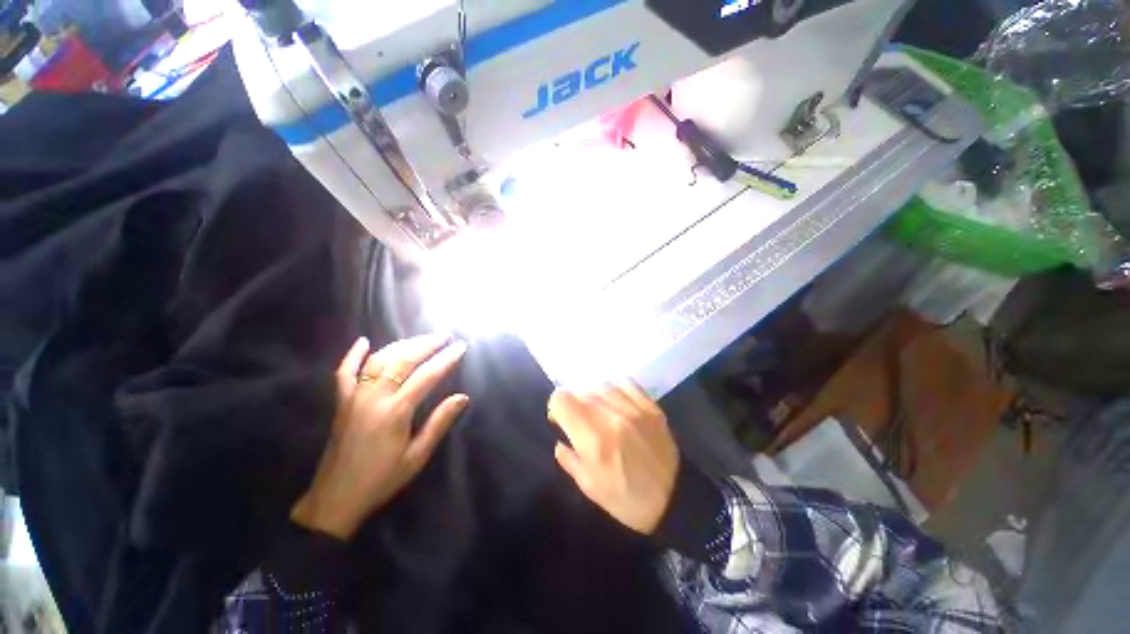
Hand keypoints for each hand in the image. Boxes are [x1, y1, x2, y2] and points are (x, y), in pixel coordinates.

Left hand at [292, 335, 468, 539]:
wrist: (335, 500)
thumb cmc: (381, 480)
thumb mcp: (417, 456)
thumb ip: (439, 423)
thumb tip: (462, 397)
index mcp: (395, 412)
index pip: (427, 376)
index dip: (446, 359)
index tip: (461, 346)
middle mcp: (374, 398)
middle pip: (402, 361)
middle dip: (426, 345)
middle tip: (444, 336)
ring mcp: (354, 398)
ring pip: (378, 361)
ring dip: (401, 345)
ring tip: (420, 339)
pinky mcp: (340, 403)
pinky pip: (344, 373)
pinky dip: (353, 355)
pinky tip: (363, 341)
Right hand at [548, 382, 678, 534]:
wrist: (675, 499)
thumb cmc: (628, 500)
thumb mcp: (590, 488)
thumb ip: (569, 460)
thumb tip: (560, 441)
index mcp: (593, 439)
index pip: (562, 399)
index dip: (556, 407)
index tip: (561, 421)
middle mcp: (611, 417)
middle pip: (579, 390)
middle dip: (574, 403)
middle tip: (581, 421)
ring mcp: (633, 408)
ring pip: (600, 383)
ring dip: (593, 395)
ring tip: (599, 411)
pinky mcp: (650, 405)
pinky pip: (625, 382)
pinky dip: (614, 387)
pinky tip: (615, 401)